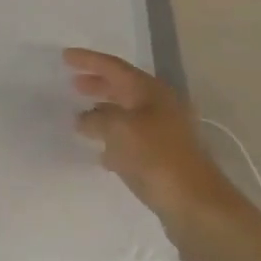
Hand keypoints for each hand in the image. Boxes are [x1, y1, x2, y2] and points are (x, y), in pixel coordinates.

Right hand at [65, 49, 244, 235]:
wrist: (195, 204)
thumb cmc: (156, 157)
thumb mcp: (119, 129)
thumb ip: (96, 118)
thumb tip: (83, 118)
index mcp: (151, 91)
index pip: (114, 67)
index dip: (88, 60)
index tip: (65, 56)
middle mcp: (160, 106)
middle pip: (123, 88)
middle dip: (98, 84)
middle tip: (73, 83)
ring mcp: (164, 133)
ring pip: (127, 114)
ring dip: (104, 113)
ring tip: (81, 116)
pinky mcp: (163, 158)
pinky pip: (132, 139)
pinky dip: (113, 139)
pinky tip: (100, 151)